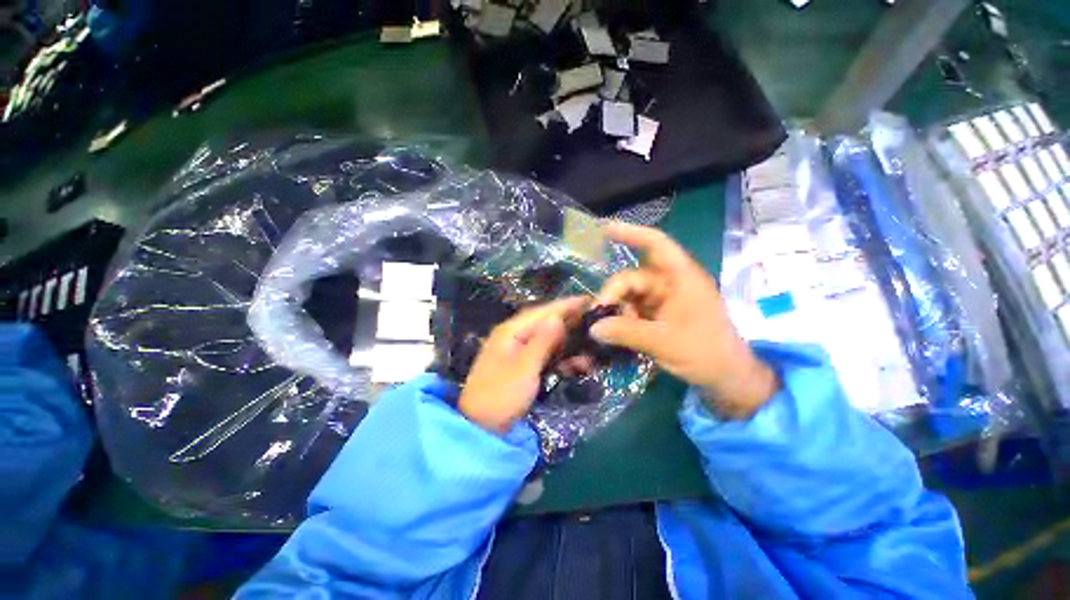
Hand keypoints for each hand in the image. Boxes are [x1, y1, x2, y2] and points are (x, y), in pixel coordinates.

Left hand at [459, 297, 587, 433]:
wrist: (480, 427)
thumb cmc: (501, 394)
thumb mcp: (524, 368)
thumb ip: (542, 342)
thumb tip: (557, 318)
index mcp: (510, 331)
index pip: (542, 312)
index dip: (565, 305)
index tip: (588, 300)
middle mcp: (514, 336)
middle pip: (546, 324)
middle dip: (570, 327)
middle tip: (594, 329)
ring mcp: (518, 351)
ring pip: (548, 341)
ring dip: (568, 347)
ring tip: (589, 355)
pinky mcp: (523, 365)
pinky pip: (545, 355)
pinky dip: (560, 359)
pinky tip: (575, 367)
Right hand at [592, 223, 777, 418]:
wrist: (725, 376)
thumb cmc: (705, 352)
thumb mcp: (663, 342)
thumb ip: (625, 332)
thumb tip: (592, 328)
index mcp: (680, 278)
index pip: (656, 245)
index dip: (631, 233)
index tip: (604, 230)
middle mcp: (669, 284)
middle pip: (632, 278)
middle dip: (613, 294)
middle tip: (599, 315)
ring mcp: (662, 300)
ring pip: (629, 296)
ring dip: (617, 310)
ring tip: (608, 330)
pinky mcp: (657, 315)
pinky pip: (632, 310)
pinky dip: (622, 319)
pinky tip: (614, 333)